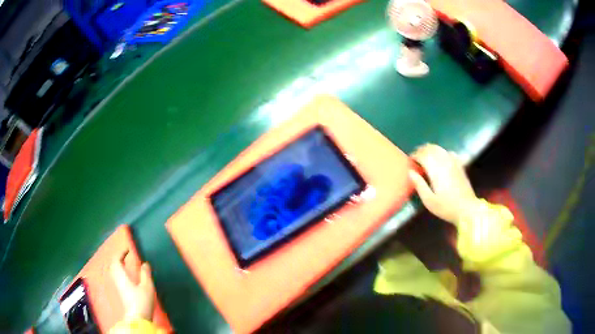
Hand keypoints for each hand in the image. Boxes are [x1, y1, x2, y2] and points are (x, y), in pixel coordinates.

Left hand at [110, 250, 154, 320]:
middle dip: (119, 258)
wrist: (138, 318)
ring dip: (119, 265)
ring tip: (127, 263)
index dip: (121, 252)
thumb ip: (145, 274)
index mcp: (121, 276)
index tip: (128, 249)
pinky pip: (117, 277)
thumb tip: (145, 264)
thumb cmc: (142, 301)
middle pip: (113, 265)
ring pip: (115, 271)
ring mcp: (118, 287)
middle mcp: (117, 279)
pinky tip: (128, 275)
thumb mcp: (147, 286)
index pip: (116, 259)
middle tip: (126, 255)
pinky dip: (121, 272)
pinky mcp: (121, 293)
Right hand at [408, 144, 478, 224]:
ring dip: (431, 149)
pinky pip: (449, 152)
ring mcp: (453, 162)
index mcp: (436, 170)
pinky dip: (442, 152)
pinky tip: (441, 157)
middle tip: (416, 157)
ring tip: (425, 155)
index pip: (423, 155)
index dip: (415, 155)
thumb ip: (419, 185)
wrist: (467, 209)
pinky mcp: (459, 165)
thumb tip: (410, 172)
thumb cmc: (446, 207)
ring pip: (440, 148)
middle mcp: (445, 162)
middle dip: (421, 150)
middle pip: (431, 148)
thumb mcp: (429, 200)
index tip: (410, 160)